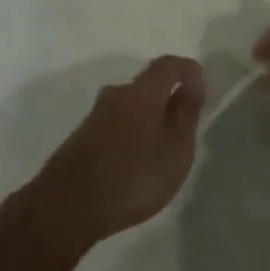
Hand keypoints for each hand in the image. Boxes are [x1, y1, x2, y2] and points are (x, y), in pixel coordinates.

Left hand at [17, 55, 204, 253]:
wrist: (68, 205)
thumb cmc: (133, 176)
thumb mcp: (175, 150)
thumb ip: (186, 115)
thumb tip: (192, 84)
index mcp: (142, 91)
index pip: (168, 65)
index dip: (187, 70)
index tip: (201, 88)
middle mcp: (116, 94)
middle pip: (147, 85)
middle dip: (167, 98)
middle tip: (183, 127)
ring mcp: (95, 115)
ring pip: (130, 106)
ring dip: (148, 119)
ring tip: (160, 151)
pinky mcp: (82, 136)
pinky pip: (116, 124)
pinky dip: (131, 134)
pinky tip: (134, 162)